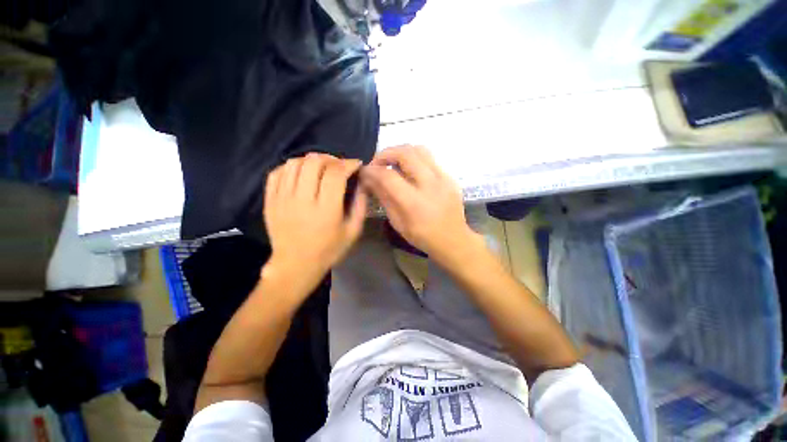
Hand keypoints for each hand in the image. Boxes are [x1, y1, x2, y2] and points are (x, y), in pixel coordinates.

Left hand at [262, 153, 366, 299]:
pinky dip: (292, 166)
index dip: (347, 163)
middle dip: (330, 159)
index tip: (355, 164)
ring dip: (311, 160)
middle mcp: (302, 200)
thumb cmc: (328, 250)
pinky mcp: (270, 200)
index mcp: (326, 210)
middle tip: (338, 166)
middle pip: (313, 162)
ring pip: (294, 163)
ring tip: (321, 168)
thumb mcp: (353, 232)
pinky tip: (301, 173)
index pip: (335, 174)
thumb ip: (360, 206)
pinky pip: (277, 172)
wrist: (295, 265)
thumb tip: (363, 183)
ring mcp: (282, 199)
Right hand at [360, 145, 479, 263]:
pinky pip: (430, 158)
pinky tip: (410, 170)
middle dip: (385, 153)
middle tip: (378, 163)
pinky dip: (415, 158)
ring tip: (393, 162)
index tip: (365, 171)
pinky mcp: (450, 177)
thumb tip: (370, 180)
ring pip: (419, 149)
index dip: (372, 170)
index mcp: (414, 202)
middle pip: (405, 153)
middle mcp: (430, 185)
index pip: (388, 176)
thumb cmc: (423, 237)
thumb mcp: (398, 223)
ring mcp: (443, 178)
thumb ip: (384, 198)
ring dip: (401, 152)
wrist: (453, 240)